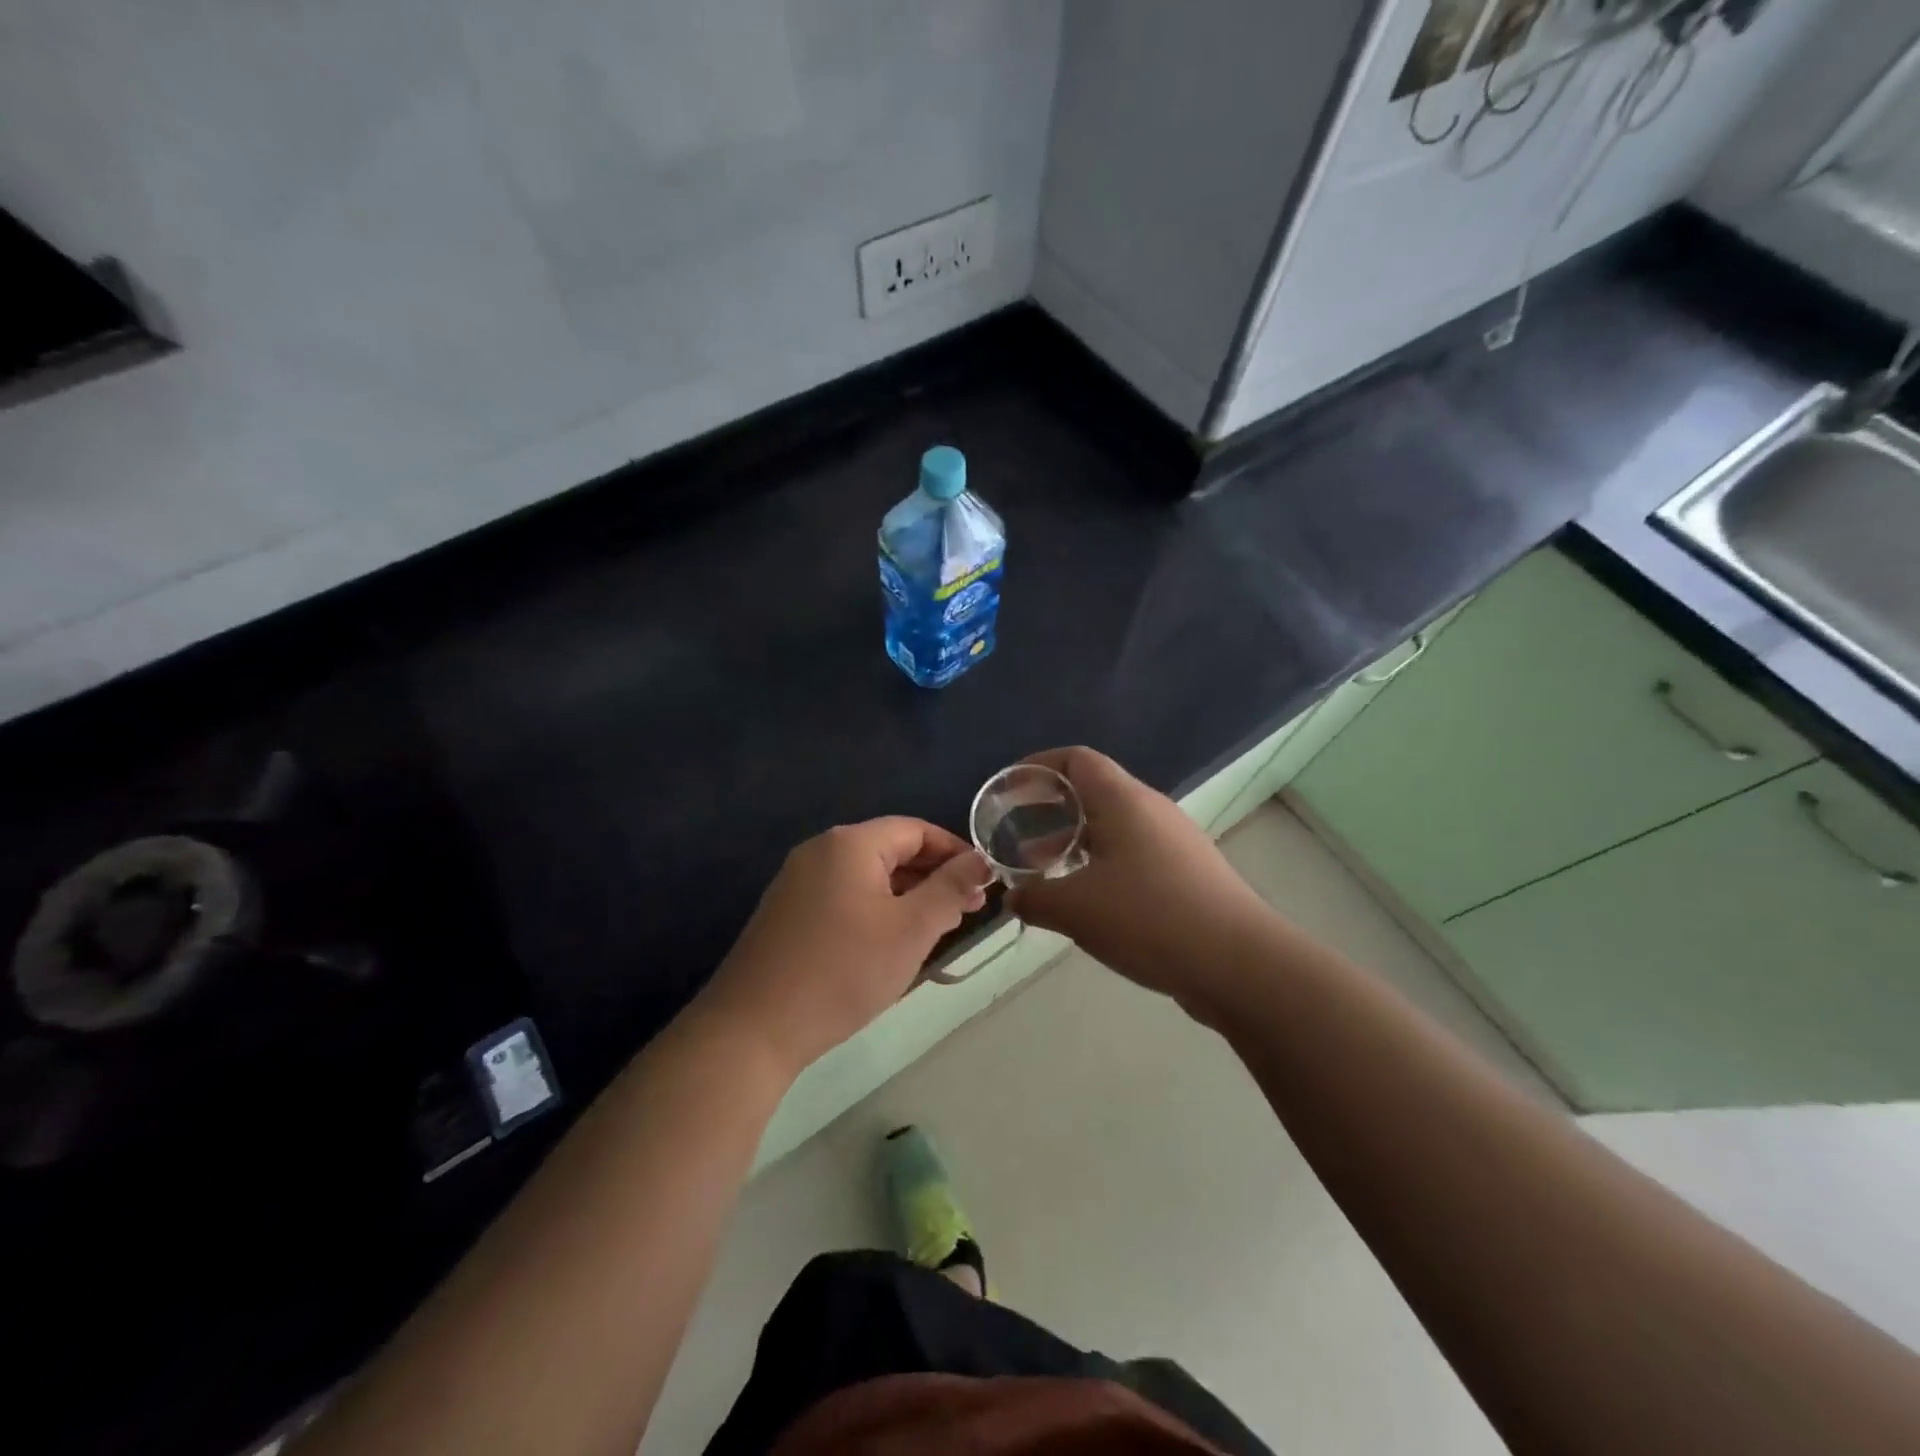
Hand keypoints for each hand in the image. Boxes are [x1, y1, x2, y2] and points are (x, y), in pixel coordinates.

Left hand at [697, 818, 988, 1078]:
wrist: (752, 1029)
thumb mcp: (910, 929)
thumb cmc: (843, 971)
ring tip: (937, 929)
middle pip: (890, 850)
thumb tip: (980, 861)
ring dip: (906, 896)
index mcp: (850, 843)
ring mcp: (797, 882)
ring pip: (868, 876)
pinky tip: (890, 943)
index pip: (916, 830)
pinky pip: (844, 897)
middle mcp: (820, 851)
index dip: (955, 852)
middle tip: (967, 911)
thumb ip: (950, 889)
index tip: (984, 883)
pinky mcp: (786, 913)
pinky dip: (876, 910)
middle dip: (933, 876)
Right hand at [1006, 747, 1268, 1006]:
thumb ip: (1034, 898)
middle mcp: (1152, 810)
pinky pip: (1134, 856)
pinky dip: (1102, 868)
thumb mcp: (1075, 909)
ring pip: (1115, 829)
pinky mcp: (1189, 874)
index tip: (1009, 789)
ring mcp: (1175, 843)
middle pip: (1095, 792)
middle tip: (1019, 835)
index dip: (1039, 766)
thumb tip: (1013, 898)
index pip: (1076, 760)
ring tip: (1046, 873)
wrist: (1239, 964)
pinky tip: (1089, 904)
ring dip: (1076, 844)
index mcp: (1124, 800)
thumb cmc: (1149, 918)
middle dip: (1052, 811)